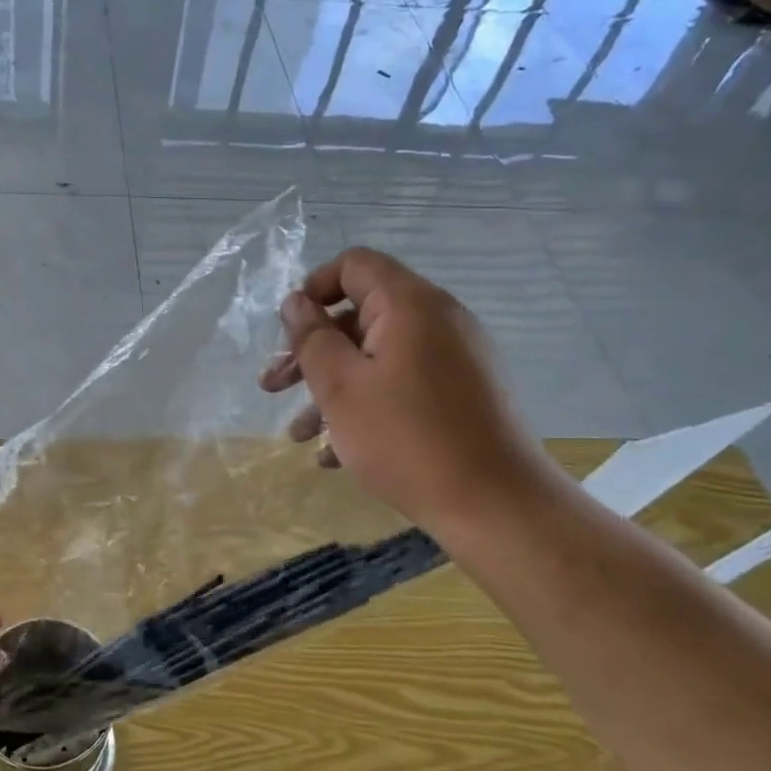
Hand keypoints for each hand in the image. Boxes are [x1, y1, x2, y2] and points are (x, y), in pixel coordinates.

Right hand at [260, 248, 553, 532]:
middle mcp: (439, 320)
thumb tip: (296, 302)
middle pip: (362, 316)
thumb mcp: (340, 387)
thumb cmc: (406, 439)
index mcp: (411, 305)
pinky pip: (405, 384)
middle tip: (273, 388)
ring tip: (300, 436)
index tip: (288, 332)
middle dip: (312, 352)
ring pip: (379, 357)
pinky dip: (369, 406)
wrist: (496, 505)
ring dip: (333, 389)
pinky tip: (338, 454)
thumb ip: (312, 338)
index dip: (313, 289)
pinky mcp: (465, 394)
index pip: (354, 265)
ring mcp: (458, 359)